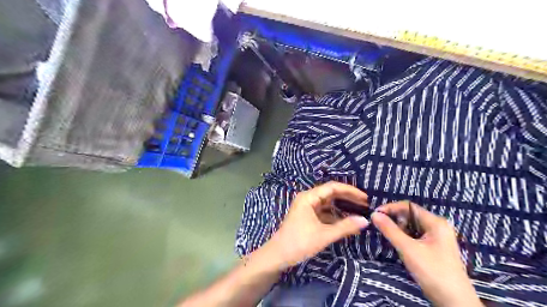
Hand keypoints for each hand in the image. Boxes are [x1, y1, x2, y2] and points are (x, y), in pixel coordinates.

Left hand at [263, 182, 369, 270]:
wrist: (278, 255)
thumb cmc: (299, 242)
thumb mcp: (324, 235)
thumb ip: (345, 227)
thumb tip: (365, 220)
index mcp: (309, 197)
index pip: (333, 187)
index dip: (350, 191)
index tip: (365, 198)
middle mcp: (308, 198)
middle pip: (331, 193)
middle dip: (347, 198)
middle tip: (365, 204)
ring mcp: (307, 207)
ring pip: (328, 203)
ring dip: (342, 207)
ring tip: (359, 211)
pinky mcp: (307, 216)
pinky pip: (324, 212)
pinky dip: (335, 215)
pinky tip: (346, 221)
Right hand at [372, 202, 481, 305]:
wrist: (454, 303)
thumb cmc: (432, 272)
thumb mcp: (408, 249)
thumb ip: (390, 230)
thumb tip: (374, 214)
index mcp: (436, 222)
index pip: (408, 206)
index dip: (390, 208)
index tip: (375, 215)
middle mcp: (438, 226)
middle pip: (410, 215)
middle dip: (394, 219)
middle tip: (380, 227)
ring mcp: (437, 237)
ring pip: (412, 226)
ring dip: (399, 229)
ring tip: (389, 237)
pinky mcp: (434, 248)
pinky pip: (416, 235)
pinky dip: (405, 237)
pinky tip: (399, 244)